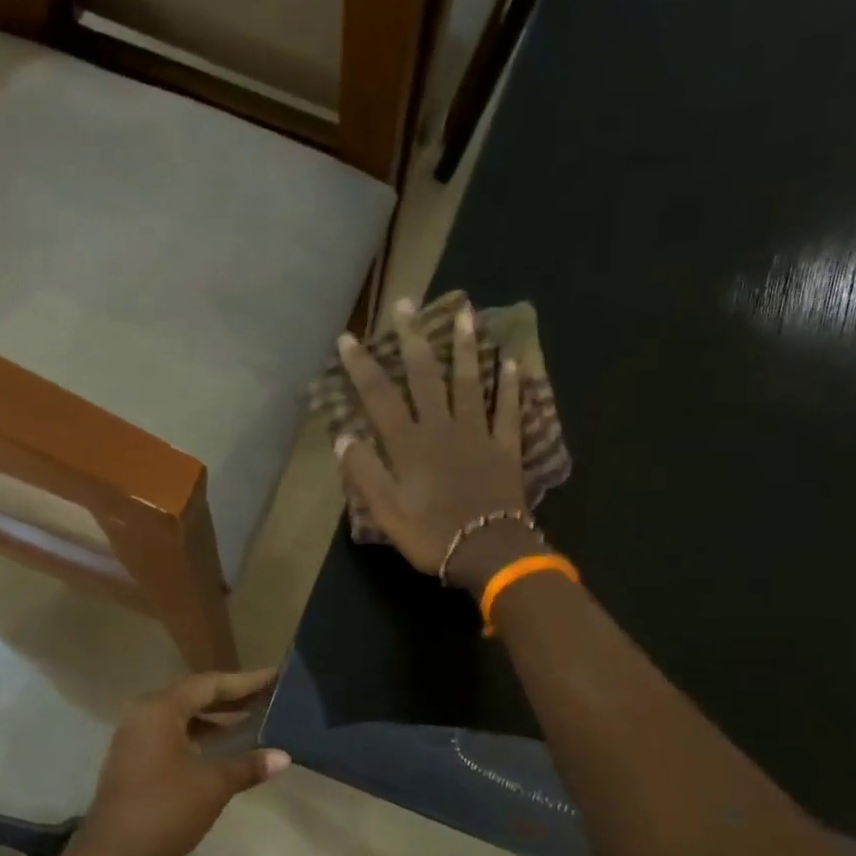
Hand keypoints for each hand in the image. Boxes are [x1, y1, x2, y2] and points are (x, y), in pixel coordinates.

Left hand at [76, 669, 289, 855]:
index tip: (275, 676)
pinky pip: (174, 740)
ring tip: (254, 720)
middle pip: (193, 698)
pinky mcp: (136, 766)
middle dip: (231, 699)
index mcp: (158, 709)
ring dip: (216, 721)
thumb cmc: (164, 810)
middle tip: (268, 696)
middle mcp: (143, 716)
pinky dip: (202, 740)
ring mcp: (136, 742)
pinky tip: (227, 750)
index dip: (244, 681)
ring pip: (183, 720)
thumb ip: (248, 765)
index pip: (208, 684)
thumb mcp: (212, 785)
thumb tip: (284, 756)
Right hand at [336, 298, 531, 589]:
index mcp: (409, 444)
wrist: (488, 552)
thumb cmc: (431, 535)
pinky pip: (508, 409)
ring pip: (470, 381)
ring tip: (464, 313)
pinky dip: (509, 385)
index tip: (348, 338)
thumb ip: (365, 472)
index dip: (362, 366)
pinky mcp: (506, 447)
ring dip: (464, 346)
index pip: (380, 397)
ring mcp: (478, 433)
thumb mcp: (386, 512)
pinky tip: (510, 360)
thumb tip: (345, 436)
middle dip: (412, 338)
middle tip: (407, 303)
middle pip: (425, 376)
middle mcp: (442, 428)